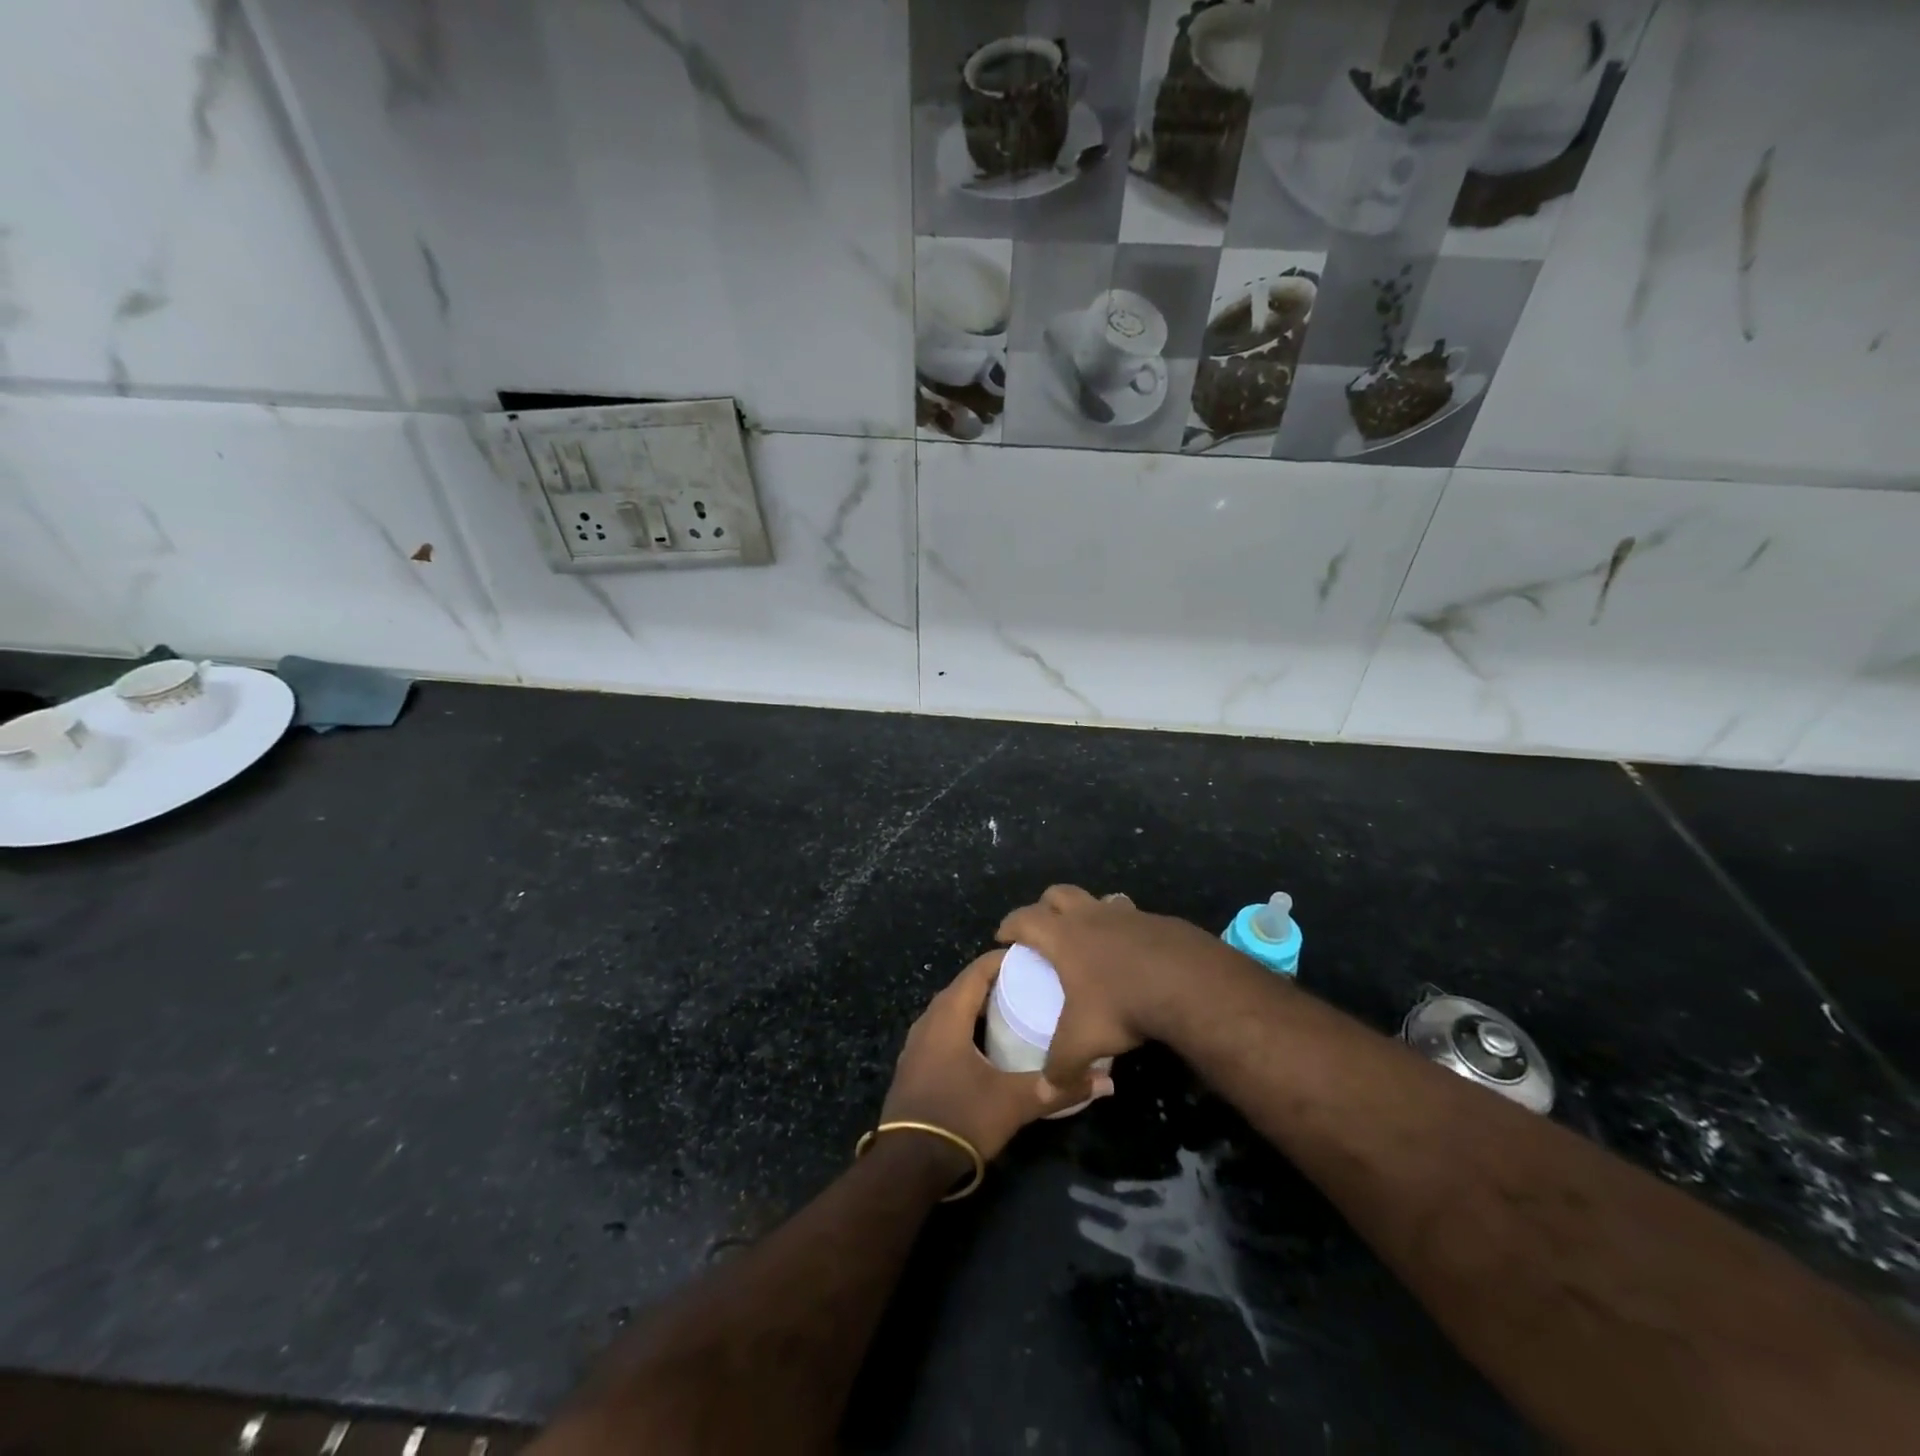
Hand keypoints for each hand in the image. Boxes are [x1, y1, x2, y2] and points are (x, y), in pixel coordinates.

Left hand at [881, 951, 1112, 1165]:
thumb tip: (1107, 1082)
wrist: (907, 1164)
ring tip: (1013, 1010)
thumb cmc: (960, 1118)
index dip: (1004, 960)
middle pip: (964, 987)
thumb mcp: (1014, 1103)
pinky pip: (942, 1030)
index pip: (977, 970)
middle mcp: (928, 1020)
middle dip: (995, 982)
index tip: (1035, 960)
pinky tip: (985, 1044)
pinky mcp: (913, 1065)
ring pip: (951, 1010)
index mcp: (948, 1015)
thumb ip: (1058, 1089)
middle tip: (1031, 985)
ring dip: (978, 1006)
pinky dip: (965, 1026)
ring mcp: (916, 1043)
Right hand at [997, 885, 1238, 1093]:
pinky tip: (1132, 955)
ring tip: (1089, 938)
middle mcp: (1091, 915)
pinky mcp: (1158, 921)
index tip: (1003, 937)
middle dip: (1045, 907)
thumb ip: (1060, 1066)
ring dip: (1088, 911)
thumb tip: (1045, 1093)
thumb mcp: (1084, 1041)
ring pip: (1098, 899)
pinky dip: (1123, 929)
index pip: (1025, 918)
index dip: (1010, 925)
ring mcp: (1127, 914)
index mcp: (1063, 936)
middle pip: (1058, 893)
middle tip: (1043, 930)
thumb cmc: (1122, 1004)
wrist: (1189, 984)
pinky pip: (1131, 916)